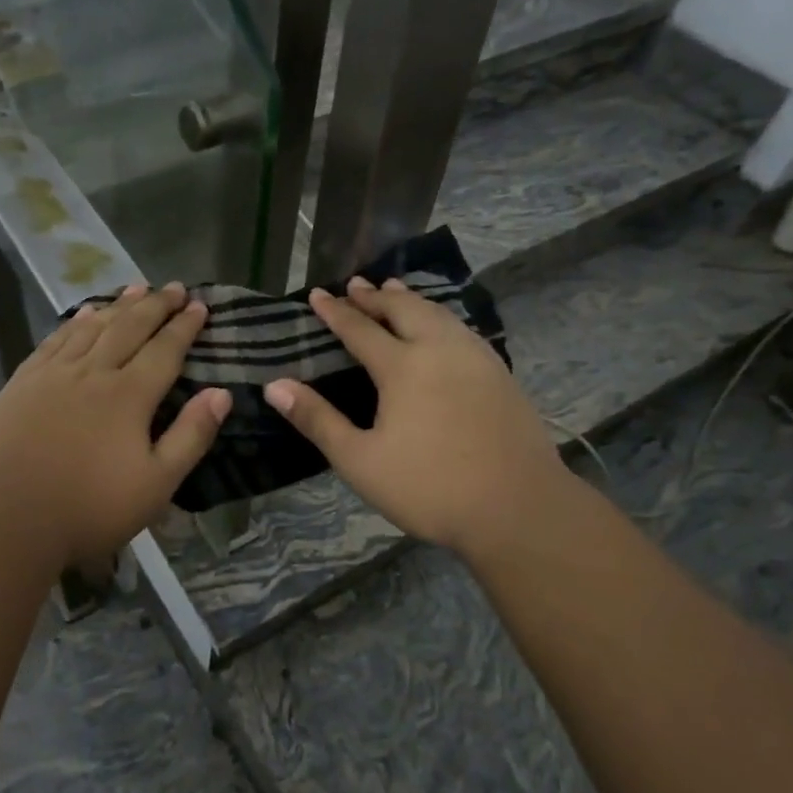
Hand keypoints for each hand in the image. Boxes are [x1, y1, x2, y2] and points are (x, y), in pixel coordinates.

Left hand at [0, 283, 230, 570]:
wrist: (5, 516)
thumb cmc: (89, 508)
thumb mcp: (156, 484)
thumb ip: (191, 436)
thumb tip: (221, 393)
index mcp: (129, 395)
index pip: (165, 350)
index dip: (184, 326)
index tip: (200, 305)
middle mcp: (94, 372)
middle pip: (130, 328)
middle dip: (156, 305)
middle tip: (175, 287)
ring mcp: (54, 374)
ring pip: (92, 327)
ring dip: (118, 305)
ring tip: (137, 287)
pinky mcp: (23, 383)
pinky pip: (56, 340)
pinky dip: (75, 322)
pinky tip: (83, 314)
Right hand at [263, 276, 573, 559]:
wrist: (518, 507)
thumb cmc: (430, 487)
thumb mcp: (360, 461)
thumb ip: (317, 420)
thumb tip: (274, 385)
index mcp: (403, 367)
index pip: (360, 329)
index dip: (336, 312)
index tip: (318, 294)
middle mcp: (440, 349)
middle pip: (404, 310)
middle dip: (375, 296)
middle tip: (355, 285)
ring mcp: (476, 359)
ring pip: (438, 314)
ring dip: (411, 300)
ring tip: (395, 291)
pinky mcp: (500, 374)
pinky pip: (461, 329)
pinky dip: (439, 317)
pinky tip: (441, 327)